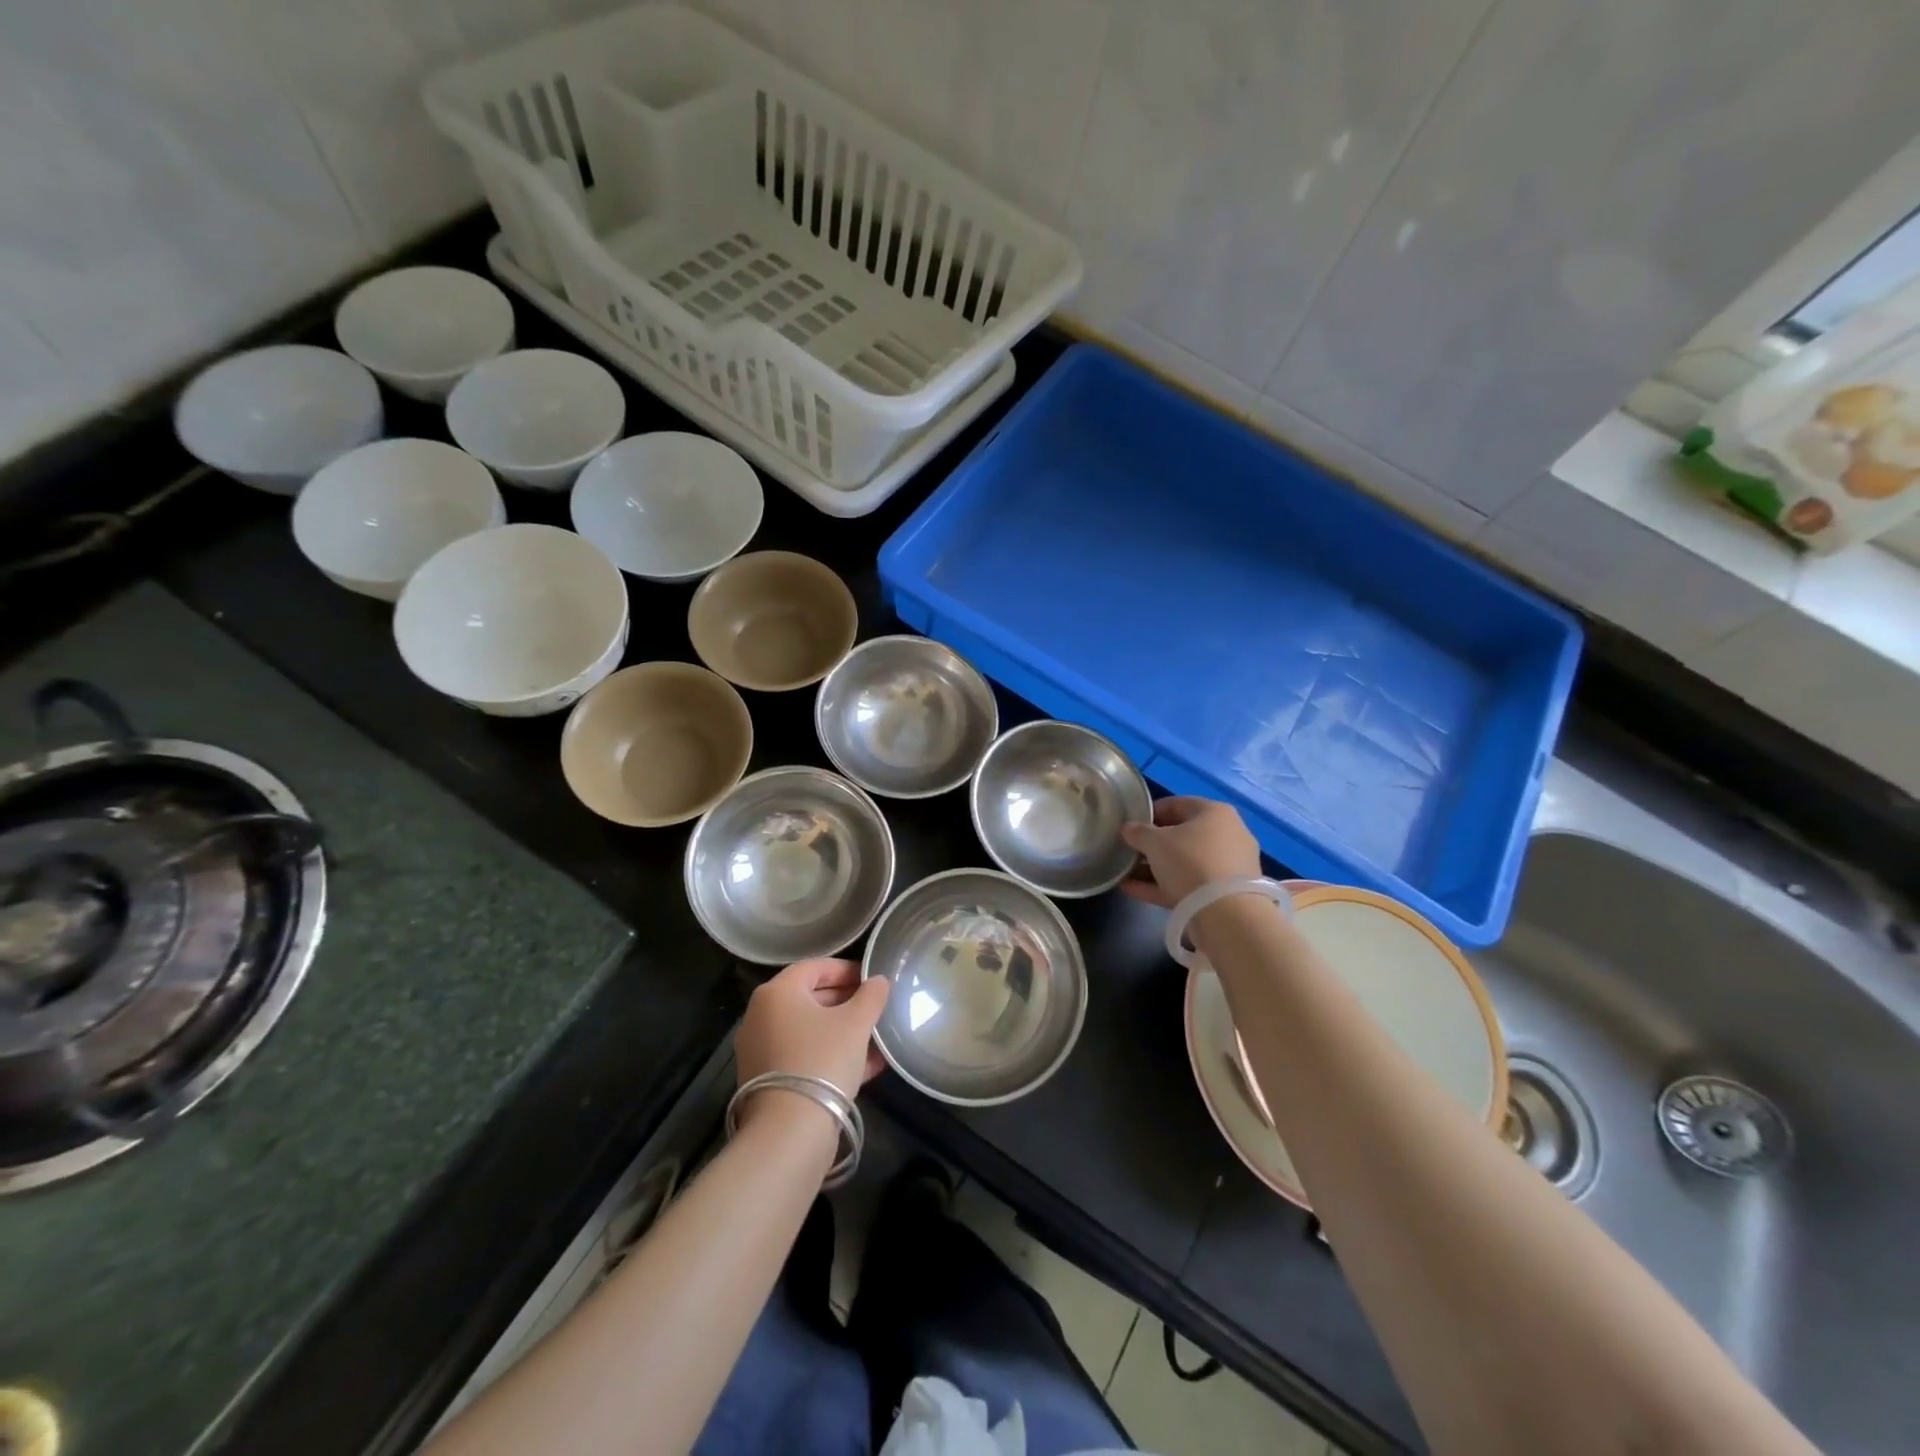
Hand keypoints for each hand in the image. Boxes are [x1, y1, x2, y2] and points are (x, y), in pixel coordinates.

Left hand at [735, 959, 890, 1104]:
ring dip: (843, 1031)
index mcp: (778, 992)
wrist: (789, 1132)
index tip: (874, 980)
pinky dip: (830, 1055)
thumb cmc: (822, 1060)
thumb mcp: (856, 1023)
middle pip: (810, 998)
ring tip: (876, 1038)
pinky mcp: (766, 1080)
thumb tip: (879, 981)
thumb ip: (871, 996)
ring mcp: (761, 1049)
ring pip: (809, 1030)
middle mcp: (762, 1015)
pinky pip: (804, 1056)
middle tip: (876, 1009)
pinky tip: (865, 1066)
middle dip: (847, 1002)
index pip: (816, 967)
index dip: (848, 970)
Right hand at [1121, 796, 1261, 908]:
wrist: (1226, 913)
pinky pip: (1189, 884)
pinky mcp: (1225, 894)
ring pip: (1185, 862)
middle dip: (1153, 844)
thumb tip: (1129, 829)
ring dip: (1156, 868)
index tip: (1130, 826)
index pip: (1176, 804)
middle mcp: (1228, 834)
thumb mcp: (1155, 842)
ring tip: (1127, 874)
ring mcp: (1229, 866)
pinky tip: (1134, 890)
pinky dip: (1164, 886)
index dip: (1150, 813)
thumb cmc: (1189, 861)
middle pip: (1182, 835)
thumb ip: (1138, 832)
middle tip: (1130, 851)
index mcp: (1215, 812)